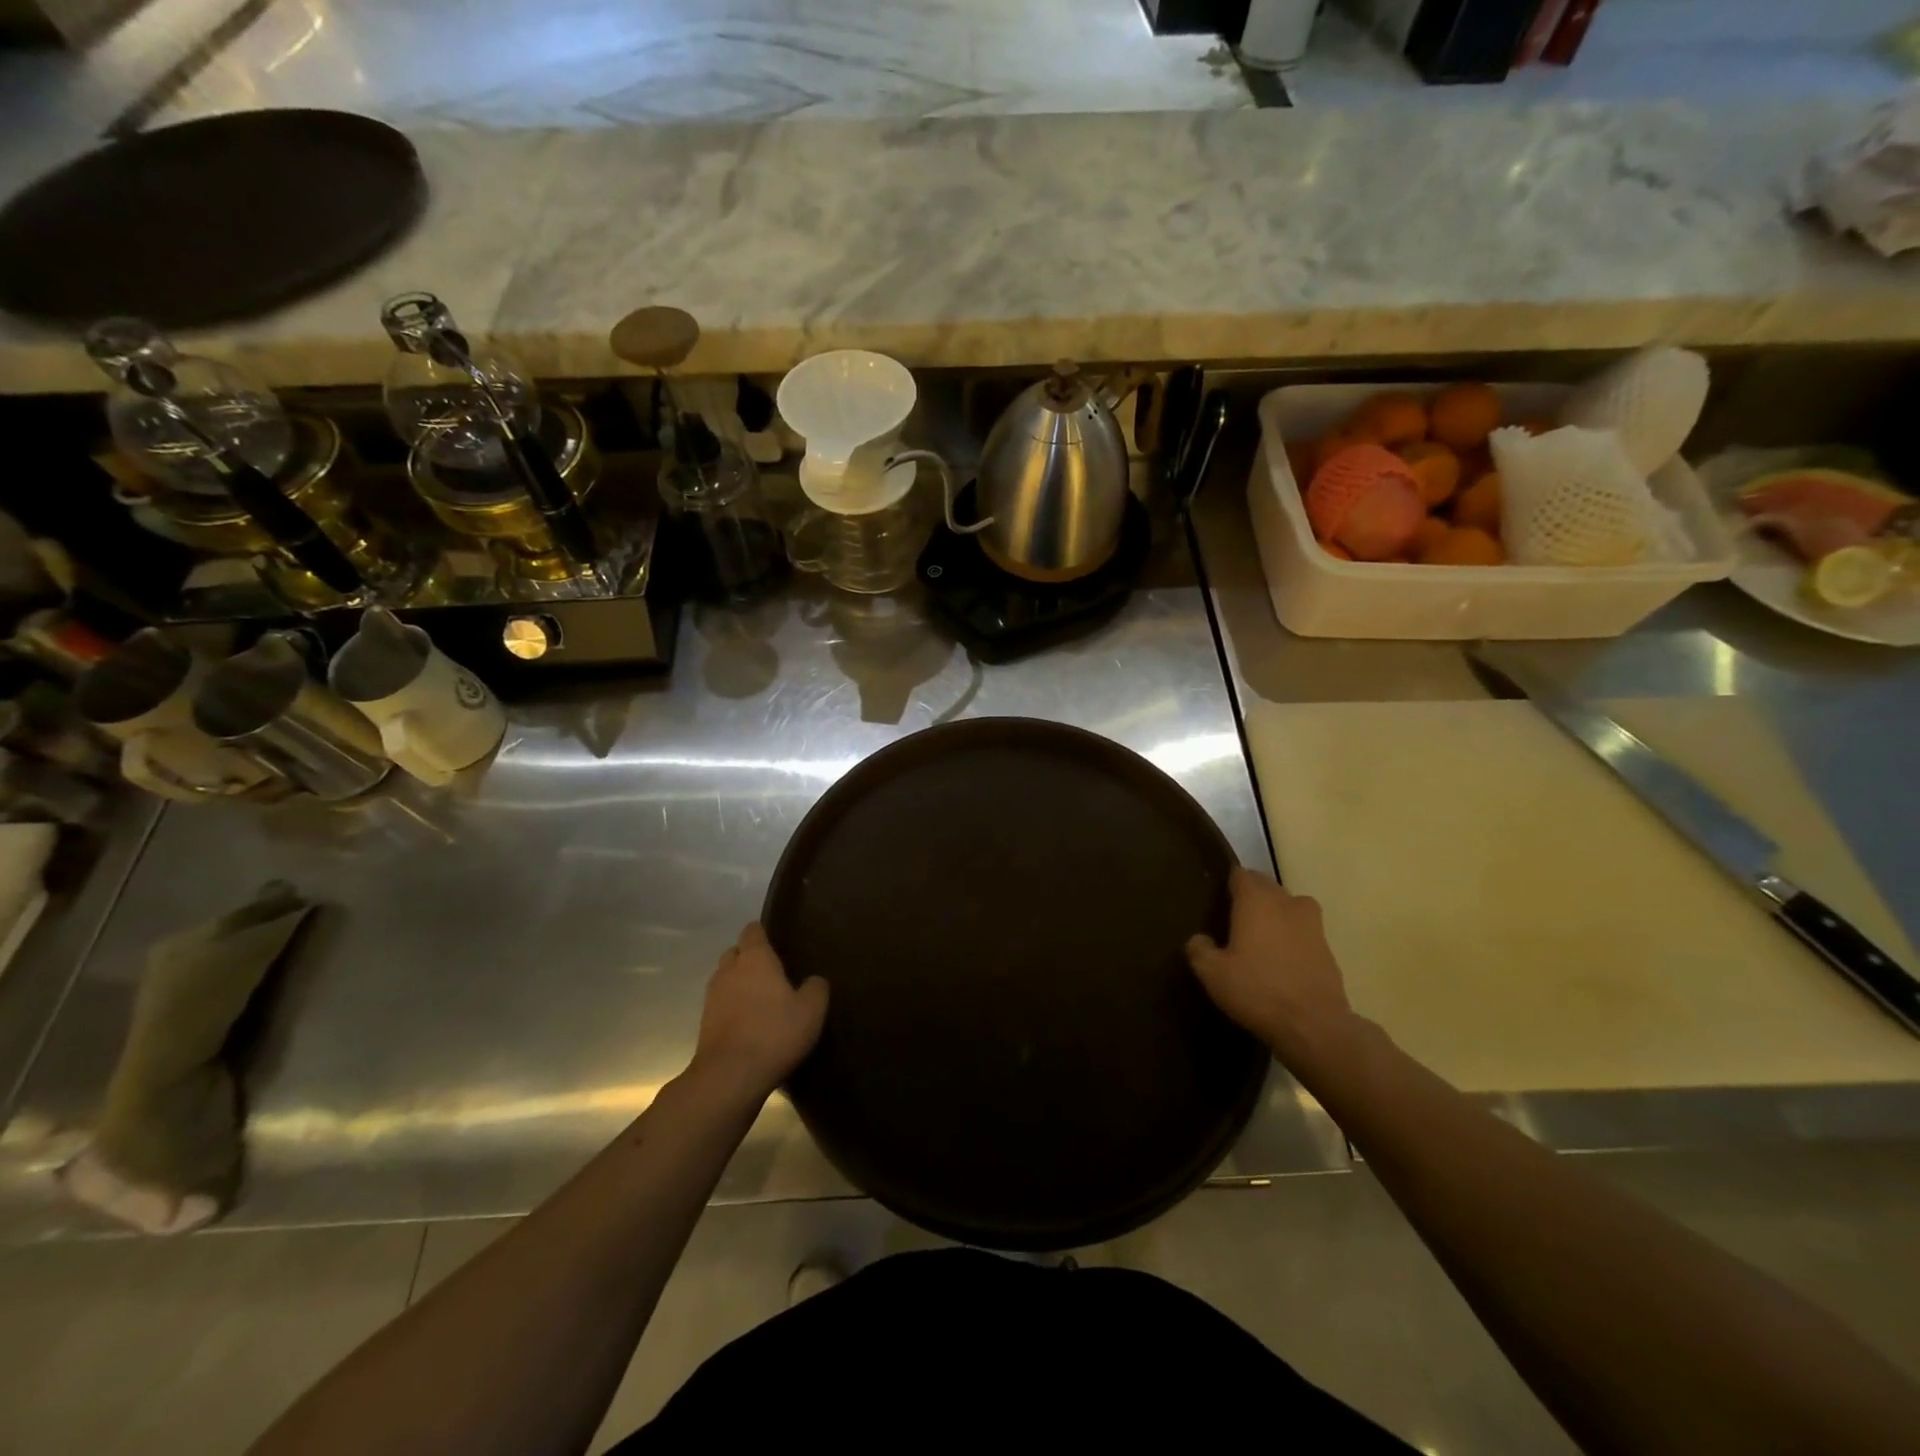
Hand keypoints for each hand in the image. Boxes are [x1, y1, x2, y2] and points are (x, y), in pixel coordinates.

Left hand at [691, 924, 828, 1098]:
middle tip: (772, 973)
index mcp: (755, 958)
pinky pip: (720, 1004)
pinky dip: (731, 1007)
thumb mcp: (811, 1010)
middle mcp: (729, 970)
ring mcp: (712, 996)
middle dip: (749, 958)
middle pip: (735, 953)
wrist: (729, 1076)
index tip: (777, 942)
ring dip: (739, 984)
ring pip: (725, 978)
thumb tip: (813, 980)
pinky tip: (748, 1022)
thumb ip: (816, 987)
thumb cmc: (774, 1033)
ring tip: (760, 999)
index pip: (753, 931)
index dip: (763, 933)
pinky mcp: (704, 1023)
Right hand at [1186, 868, 1353, 1056]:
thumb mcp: (1212, 973)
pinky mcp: (1328, 949)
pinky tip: (1280, 960)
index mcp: (1257, 900)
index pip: (1241, 874)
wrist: (1314, 1026)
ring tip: (1259, 937)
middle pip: (1267, 886)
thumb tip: (1199, 939)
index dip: (1228, 882)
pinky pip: (1303, 931)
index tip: (1217, 897)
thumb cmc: (1257, 990)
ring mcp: (1312, 925)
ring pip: (1289, 906)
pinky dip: (1291, 938)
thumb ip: (1200, 950)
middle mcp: (1286, 903)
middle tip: (1233, 918)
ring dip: (1275, 914)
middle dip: (1251, 896)